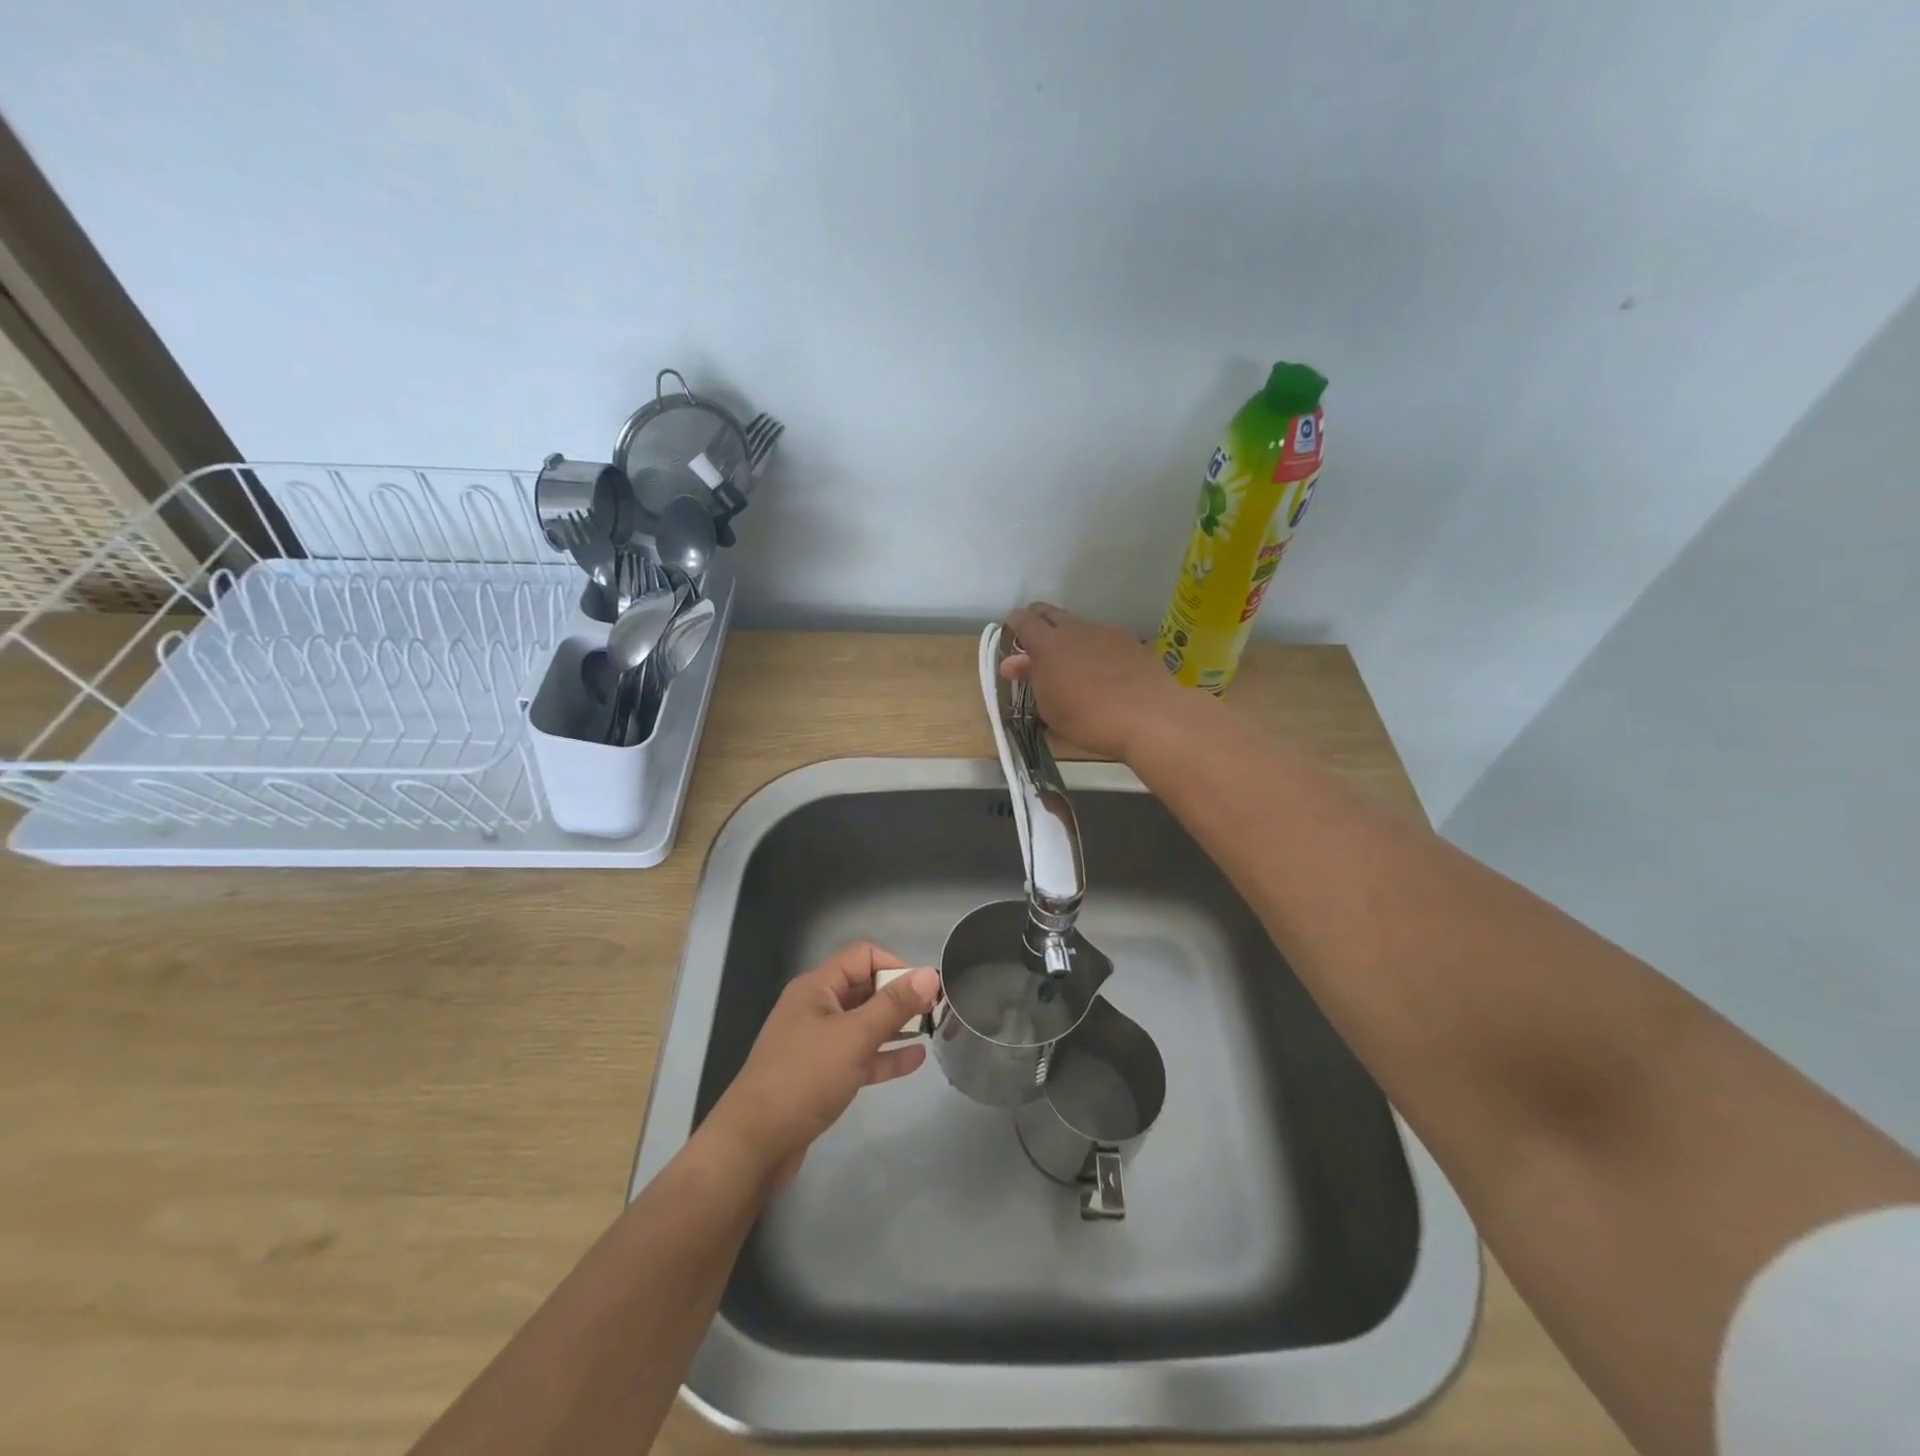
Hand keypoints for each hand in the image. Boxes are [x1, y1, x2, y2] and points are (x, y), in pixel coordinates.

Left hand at [702, 943, 940, 1189]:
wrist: (754, 1145)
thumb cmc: (804, 1078)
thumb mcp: (854, 1037)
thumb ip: (894, 1005)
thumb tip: (929, 974)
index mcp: (817, 987)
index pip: (863, 957)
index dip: (896, 966)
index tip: (926, 989)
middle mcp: (816, 1008)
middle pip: (864, 989)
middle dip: (899, 996)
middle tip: (936, 1010)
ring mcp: (817, 1043)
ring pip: (863, 1024)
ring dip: (895, 1025)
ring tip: (932, 1031)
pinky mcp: (820, 1076)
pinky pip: (859, 1056)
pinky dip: (884, 1055)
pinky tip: (915, 1059)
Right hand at [1001, 602, 1187, 761]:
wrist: (1149, 716)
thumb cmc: (1087, 718)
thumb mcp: (1049, 705)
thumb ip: (1030, 678)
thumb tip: (1012, 662)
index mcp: (1048, 644)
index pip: (1024, 621)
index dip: (1015, 623)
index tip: (1011, 630)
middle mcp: (1076, 629)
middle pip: (1051, 613)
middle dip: (1039, 620)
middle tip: (1035, 636)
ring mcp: (1107, 632)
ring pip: (1080, 626)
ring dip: (1070, 636)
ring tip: (1072, 659)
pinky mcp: (1132, 642)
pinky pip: (1106, 638)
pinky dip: (1097, 648)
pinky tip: (1105, 669)